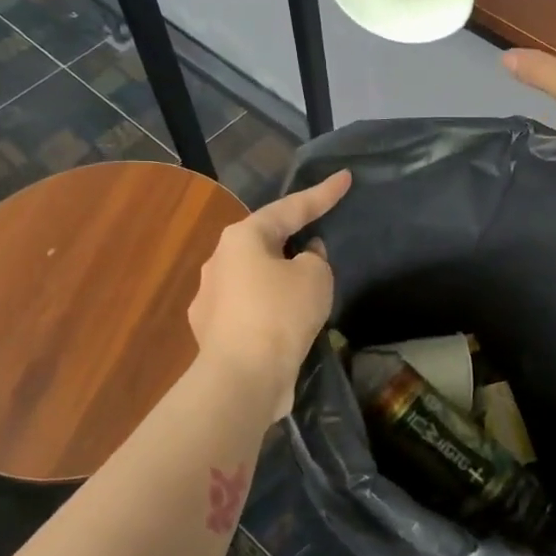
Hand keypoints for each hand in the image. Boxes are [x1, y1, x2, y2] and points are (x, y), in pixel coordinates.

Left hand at [188, 171, 351, 422]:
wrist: (242, 378)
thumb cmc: (281, 314)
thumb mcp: (316, 277)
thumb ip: (315, 258)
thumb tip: (302, 258)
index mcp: (243, 237)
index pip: (291, 208)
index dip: (323, 194)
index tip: (346, 177)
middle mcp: (218, 260)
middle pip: (266, 241)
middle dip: (294, 239)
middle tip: (321, 243)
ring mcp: (209, 296)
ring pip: (255, 276)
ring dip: (279, 278)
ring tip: (306, 292)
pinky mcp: (210, 331)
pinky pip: (248, 307)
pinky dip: (269, 308)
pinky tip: (285, 324)